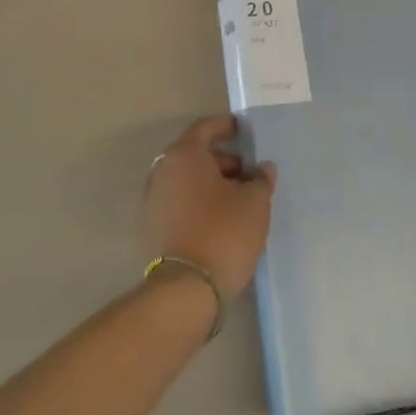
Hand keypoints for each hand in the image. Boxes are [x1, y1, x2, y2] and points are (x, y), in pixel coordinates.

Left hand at [144, 116, 275, 296]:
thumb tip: (261, 168)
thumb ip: (261, 178)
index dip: (226, 127)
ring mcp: (154, 200)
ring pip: (187, 180)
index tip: (244, 131)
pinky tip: (222, 219)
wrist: (186, 288)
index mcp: (185, 155)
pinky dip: (199, 202)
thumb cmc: (224, 231)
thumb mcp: (255, 201)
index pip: (205, 128)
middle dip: (224, 160)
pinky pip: (180, 201)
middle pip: (195, 154)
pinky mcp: (154, 226)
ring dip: (212, 183)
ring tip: (240, 200)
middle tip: (250, 174)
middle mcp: (163, 171)